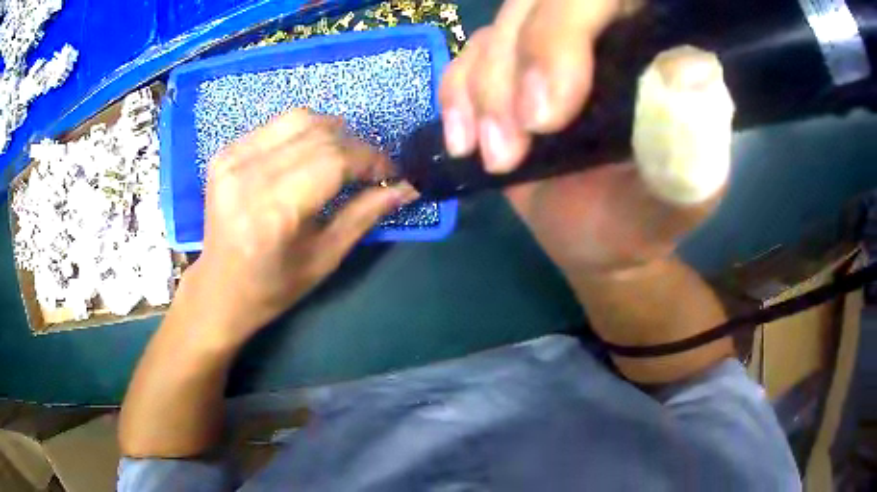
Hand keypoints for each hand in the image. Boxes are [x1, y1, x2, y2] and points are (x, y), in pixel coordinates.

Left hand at [180, 110, 416, 349]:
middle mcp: (248, 176)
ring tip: (345, 156)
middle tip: (372, 168)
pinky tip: (310, 153)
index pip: (334, 161)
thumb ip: (365, 215)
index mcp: (273, 212)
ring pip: (299, 119)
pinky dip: (304, 132)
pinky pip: (276, 125)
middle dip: (357, 146)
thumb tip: (406, 188)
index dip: (371, 159)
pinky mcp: (225, 153)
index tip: (391, 172)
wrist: (219, 289)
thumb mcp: (325, 258)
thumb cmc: (273, 286)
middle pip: (320, 135)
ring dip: (333, 131)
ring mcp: (232, 159)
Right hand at [441, 0, 731, 273]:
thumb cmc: (647, 215)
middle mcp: (602, 32)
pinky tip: (464, 140)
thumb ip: (692, 144)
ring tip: (500, 158)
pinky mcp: (511, 70)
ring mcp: (550, 47)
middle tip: (512, 147)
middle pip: (540, 5)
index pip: (604, 0)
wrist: (601, 238)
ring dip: (485, 92)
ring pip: (501, 30)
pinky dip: (457, 93)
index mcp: (654, 46)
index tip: (546, 114)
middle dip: (517, 68)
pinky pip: (469, 56)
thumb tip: (687, 72)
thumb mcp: (683, 192)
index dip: (563, 32)